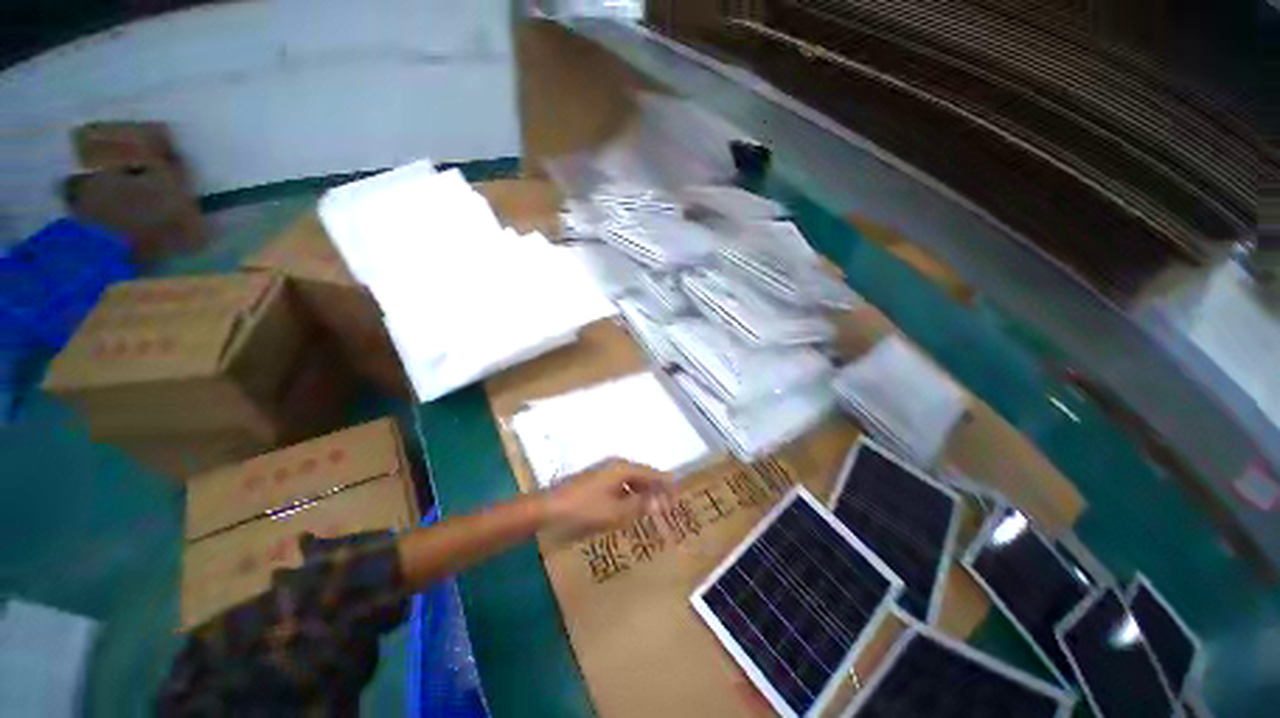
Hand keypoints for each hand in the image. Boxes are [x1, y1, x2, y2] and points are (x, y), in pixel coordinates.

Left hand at [540, 459, 673, 534]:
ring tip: (651, 508)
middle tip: (666, 505)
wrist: (549, 507)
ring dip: (642, 492)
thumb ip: (639, 505)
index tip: (677, 494)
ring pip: (630, 480)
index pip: (652, 473)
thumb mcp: (615, 512)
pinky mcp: (595, 479)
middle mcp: (615, 465)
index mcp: (623, 468)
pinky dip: (629, 494)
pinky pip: (620, 484)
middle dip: (655, 489)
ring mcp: (604, 471)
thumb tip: (658, 502)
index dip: (665, 484)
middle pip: (642, 475)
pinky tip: (629, 507)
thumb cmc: (584, 508)